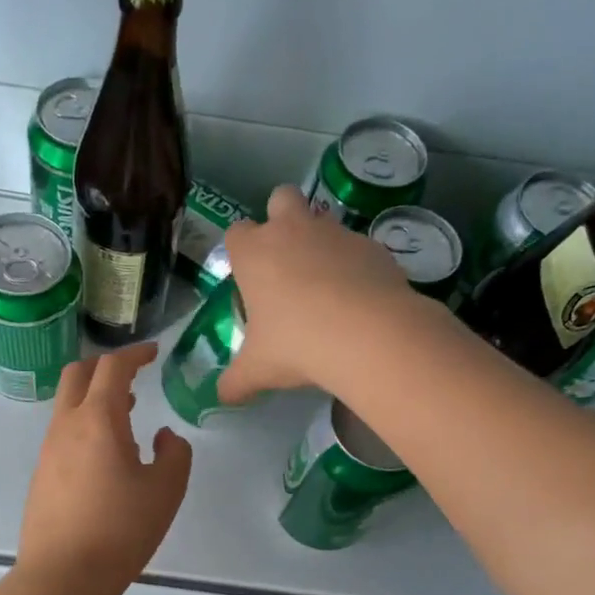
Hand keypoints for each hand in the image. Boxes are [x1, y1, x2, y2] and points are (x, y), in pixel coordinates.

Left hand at [18, 342, 192, 590]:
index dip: (135, 353)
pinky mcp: (41, 475)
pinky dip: (85, 425)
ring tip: (126, 414)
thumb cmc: (120, 529)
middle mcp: (66, 426)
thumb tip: (163, 436)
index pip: (113, 367)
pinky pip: (63, 433)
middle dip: (106, 366)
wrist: (63, 576)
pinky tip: (105, 455)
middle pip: (78, 374)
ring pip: (68, 405)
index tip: (153, 352)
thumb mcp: (165, 491)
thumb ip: (174, 454)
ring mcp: (48, 450)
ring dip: (95, 398)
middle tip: (133, 375)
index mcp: (98, 419)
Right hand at [217, 185, 418, 404]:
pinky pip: (358, 247)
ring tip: (325, 288)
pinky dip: (355, 266)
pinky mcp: (373, 246)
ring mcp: (336, 233)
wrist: (368, 335)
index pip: (236, 232)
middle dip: (281, 218)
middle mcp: (292, 230)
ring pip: (323, 220)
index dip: (240, 251)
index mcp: (254, 252)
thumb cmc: (297, 344)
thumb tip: (221, 397)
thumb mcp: (258, 369)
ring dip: (320, 243)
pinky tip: (358, 300)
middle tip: (286, 262)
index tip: (248, 278)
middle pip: (281, 198)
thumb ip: (236, 381)